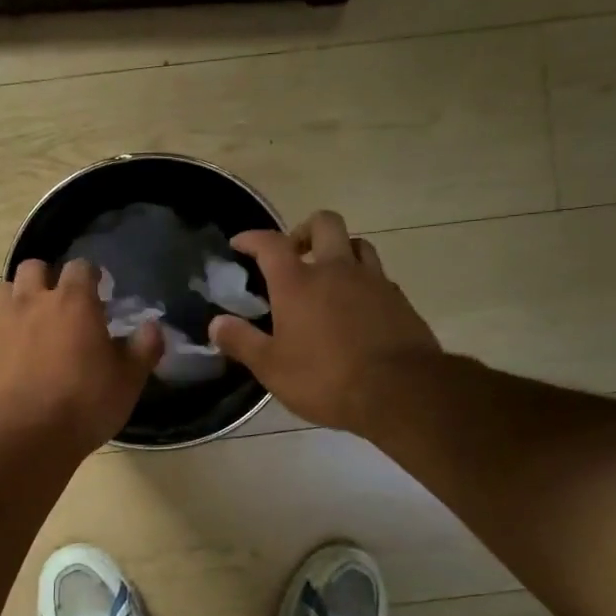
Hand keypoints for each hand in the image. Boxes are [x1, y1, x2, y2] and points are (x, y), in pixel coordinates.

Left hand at [0, 258, 163, 455]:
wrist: (24, 437)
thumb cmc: (85, 405)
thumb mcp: (128, 381)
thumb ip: (144, 349)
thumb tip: (153, 326)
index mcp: (74, 303)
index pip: (81, 267)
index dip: (90, 276)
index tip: (97, 291)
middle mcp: (32, 301)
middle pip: (33, 267)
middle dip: (46, 278)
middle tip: (58, 305)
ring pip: (1, 291)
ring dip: (14, 301)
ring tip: (26, 325)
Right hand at [209, 211, 446, 439]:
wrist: (400, 392)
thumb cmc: (326, 379)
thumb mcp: (272, 368)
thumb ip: (242, 342)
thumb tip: (216, 324)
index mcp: (298, 283)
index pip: (270, 243)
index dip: (252, 238)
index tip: (240, 244)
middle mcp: (336, 270)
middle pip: (324, 223)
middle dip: (305, 230)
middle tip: (294, 254)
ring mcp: (373, 281)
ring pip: (358, 244)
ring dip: (340, 250)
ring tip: (329, 275)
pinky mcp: (399, 300)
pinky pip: (379, 276)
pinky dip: (364, 281)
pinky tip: (358, 305)